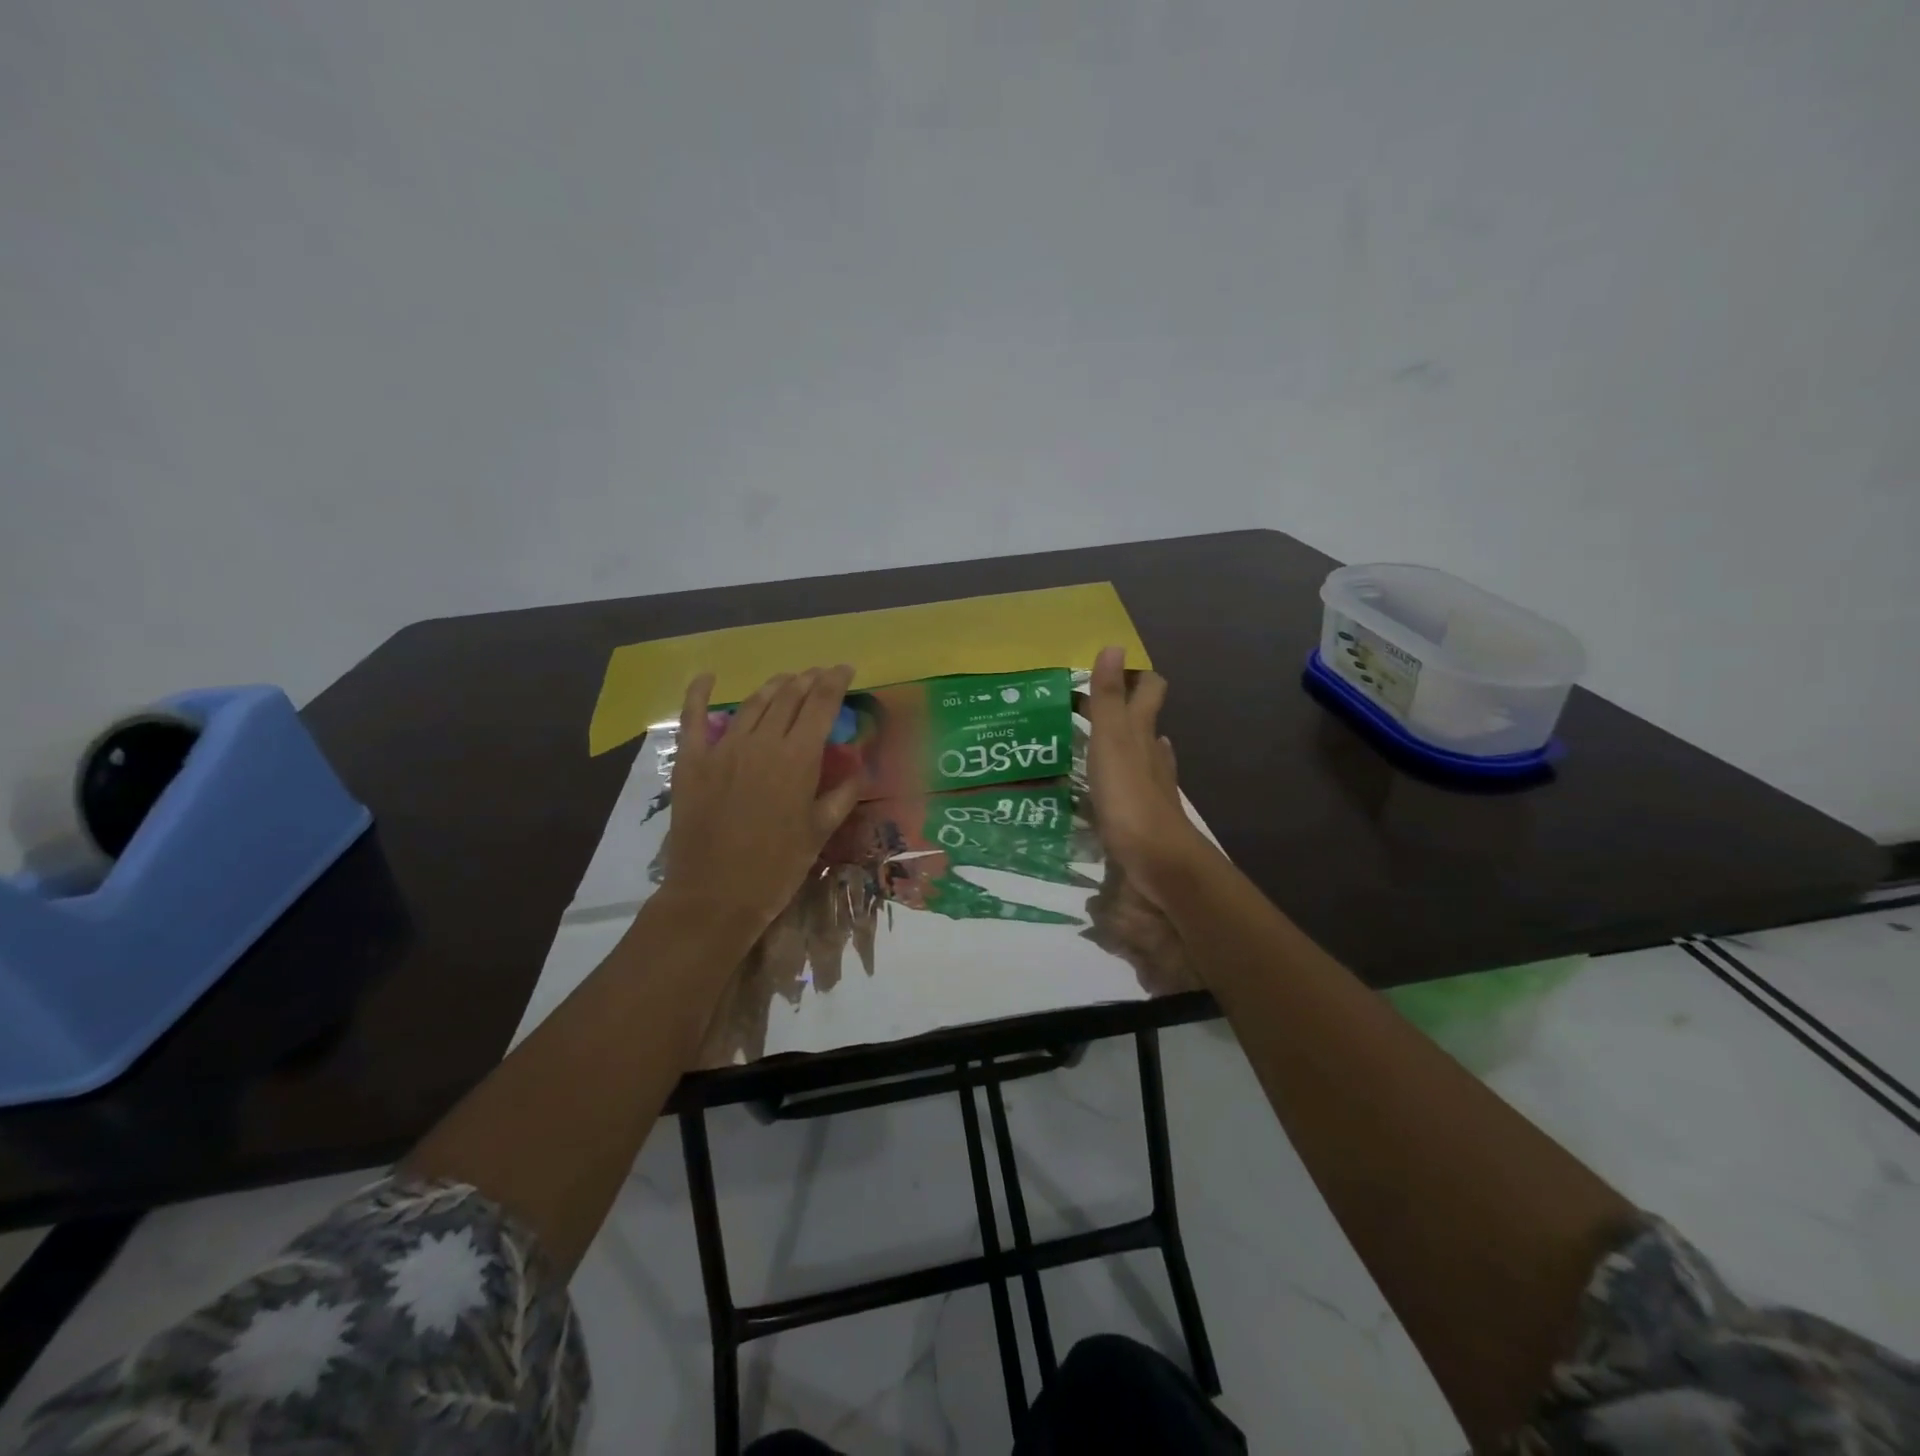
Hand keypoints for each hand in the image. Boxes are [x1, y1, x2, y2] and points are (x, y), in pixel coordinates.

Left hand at [663, 665, 863, 931]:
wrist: (716, 895)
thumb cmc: (777, 867)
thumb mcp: (820, 832)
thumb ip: (842, 794)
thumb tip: (858, 767)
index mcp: (798, 758)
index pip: (821, 705)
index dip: (835, 682)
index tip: (846, 669)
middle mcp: (762, 742)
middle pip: (788, 697)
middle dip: (807, 680)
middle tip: (819, 675)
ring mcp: (723, 748)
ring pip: (752, 703)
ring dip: (773, 686)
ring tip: (787, 679)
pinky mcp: (691, 761)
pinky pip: (693, 718)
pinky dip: (699, 693)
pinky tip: (707, 676)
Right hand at [1085, 646, 1211, 906]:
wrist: (1157, 863)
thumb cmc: (1129, 797)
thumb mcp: (1111, 741)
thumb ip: (1109, 698)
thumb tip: (1115, 645)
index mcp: (1142, 732)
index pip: (1148, 691)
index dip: (1134, 676)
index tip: (1105, 671)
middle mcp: (1152, 754)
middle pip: (1142, 721)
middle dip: (1119, 709)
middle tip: (1082, 706)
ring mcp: (1151, 786)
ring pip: (1138, 754)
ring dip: (1118, 744)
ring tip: (1086, 741)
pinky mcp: (1141, 814)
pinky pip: (1130, 786)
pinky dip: (1117, 778)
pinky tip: (1103, 786)